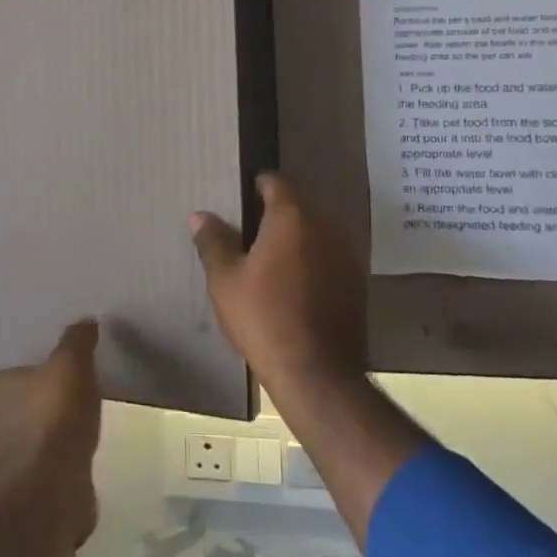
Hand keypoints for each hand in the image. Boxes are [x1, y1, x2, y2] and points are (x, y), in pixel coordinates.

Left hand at [0, 320, 101, 543]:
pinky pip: (30, 480)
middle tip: (32, 411)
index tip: (8, 385)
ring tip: (51, 440)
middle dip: (6, 420)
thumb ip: (76, 343)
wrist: (51, 487)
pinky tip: (65, 467)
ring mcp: (1, 471)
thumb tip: (85, 321)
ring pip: (6, 454)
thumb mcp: (71, 365)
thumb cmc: (53, 414)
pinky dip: (42, 475)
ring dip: (23, 449)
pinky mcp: (22, 499)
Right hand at [190, 173, 367, 395]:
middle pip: (298, 205)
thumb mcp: (225, 280)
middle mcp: (326, 226)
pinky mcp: (357, 283)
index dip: (256, 185)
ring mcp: (346, 254)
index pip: (276, 182)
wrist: (317, 374)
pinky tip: (295, 284)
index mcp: (292, 217)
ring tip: (270, 259)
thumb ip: (213, 241)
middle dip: (276, 212)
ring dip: (296, 237)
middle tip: (249, 232)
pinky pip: (329, 256)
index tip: (240, 198)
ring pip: (316, 231)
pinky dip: (313, 260)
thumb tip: (199, 215)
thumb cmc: (264, 318)